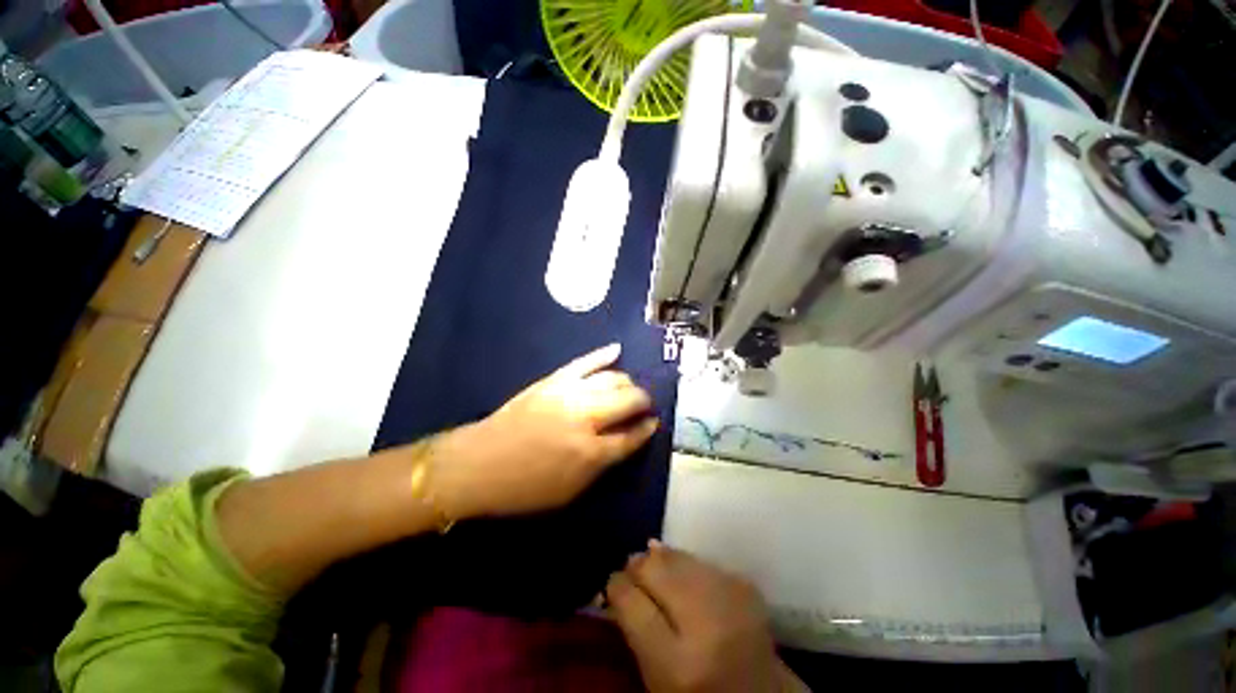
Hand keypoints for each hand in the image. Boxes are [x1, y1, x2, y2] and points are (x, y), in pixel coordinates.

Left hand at [431, 344, 657, 518]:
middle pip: (629, 401)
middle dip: (643, 401)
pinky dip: (603, 355)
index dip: (647, 430)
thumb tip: (626, 441)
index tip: (653, 424)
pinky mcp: (553, 380)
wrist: (477, 465)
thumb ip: (602, 466)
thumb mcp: (570, 492)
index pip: (632, 436)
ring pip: (612, 378)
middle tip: (644, 406)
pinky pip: (584, 362)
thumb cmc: (523, 488)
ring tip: (630, 388)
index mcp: (591, 453)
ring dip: (627, 383)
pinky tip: (617, 349)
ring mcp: (569, 394)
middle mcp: (586, 419)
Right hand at [607, 542, 805, 692]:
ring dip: (661, 559)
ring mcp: (731, 599)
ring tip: (653, 565)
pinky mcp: (745, 583)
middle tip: (632, 568)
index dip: (617, 586)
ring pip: (678, 557)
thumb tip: (620, 578)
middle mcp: (707, 625)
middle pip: (656, 570)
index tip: (613, 582)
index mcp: (678, 665)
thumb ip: (636, 630)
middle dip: (638, 565)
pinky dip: (685, 563)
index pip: (633, 605)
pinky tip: (681, 572)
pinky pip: (699, 559)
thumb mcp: (657, 678)